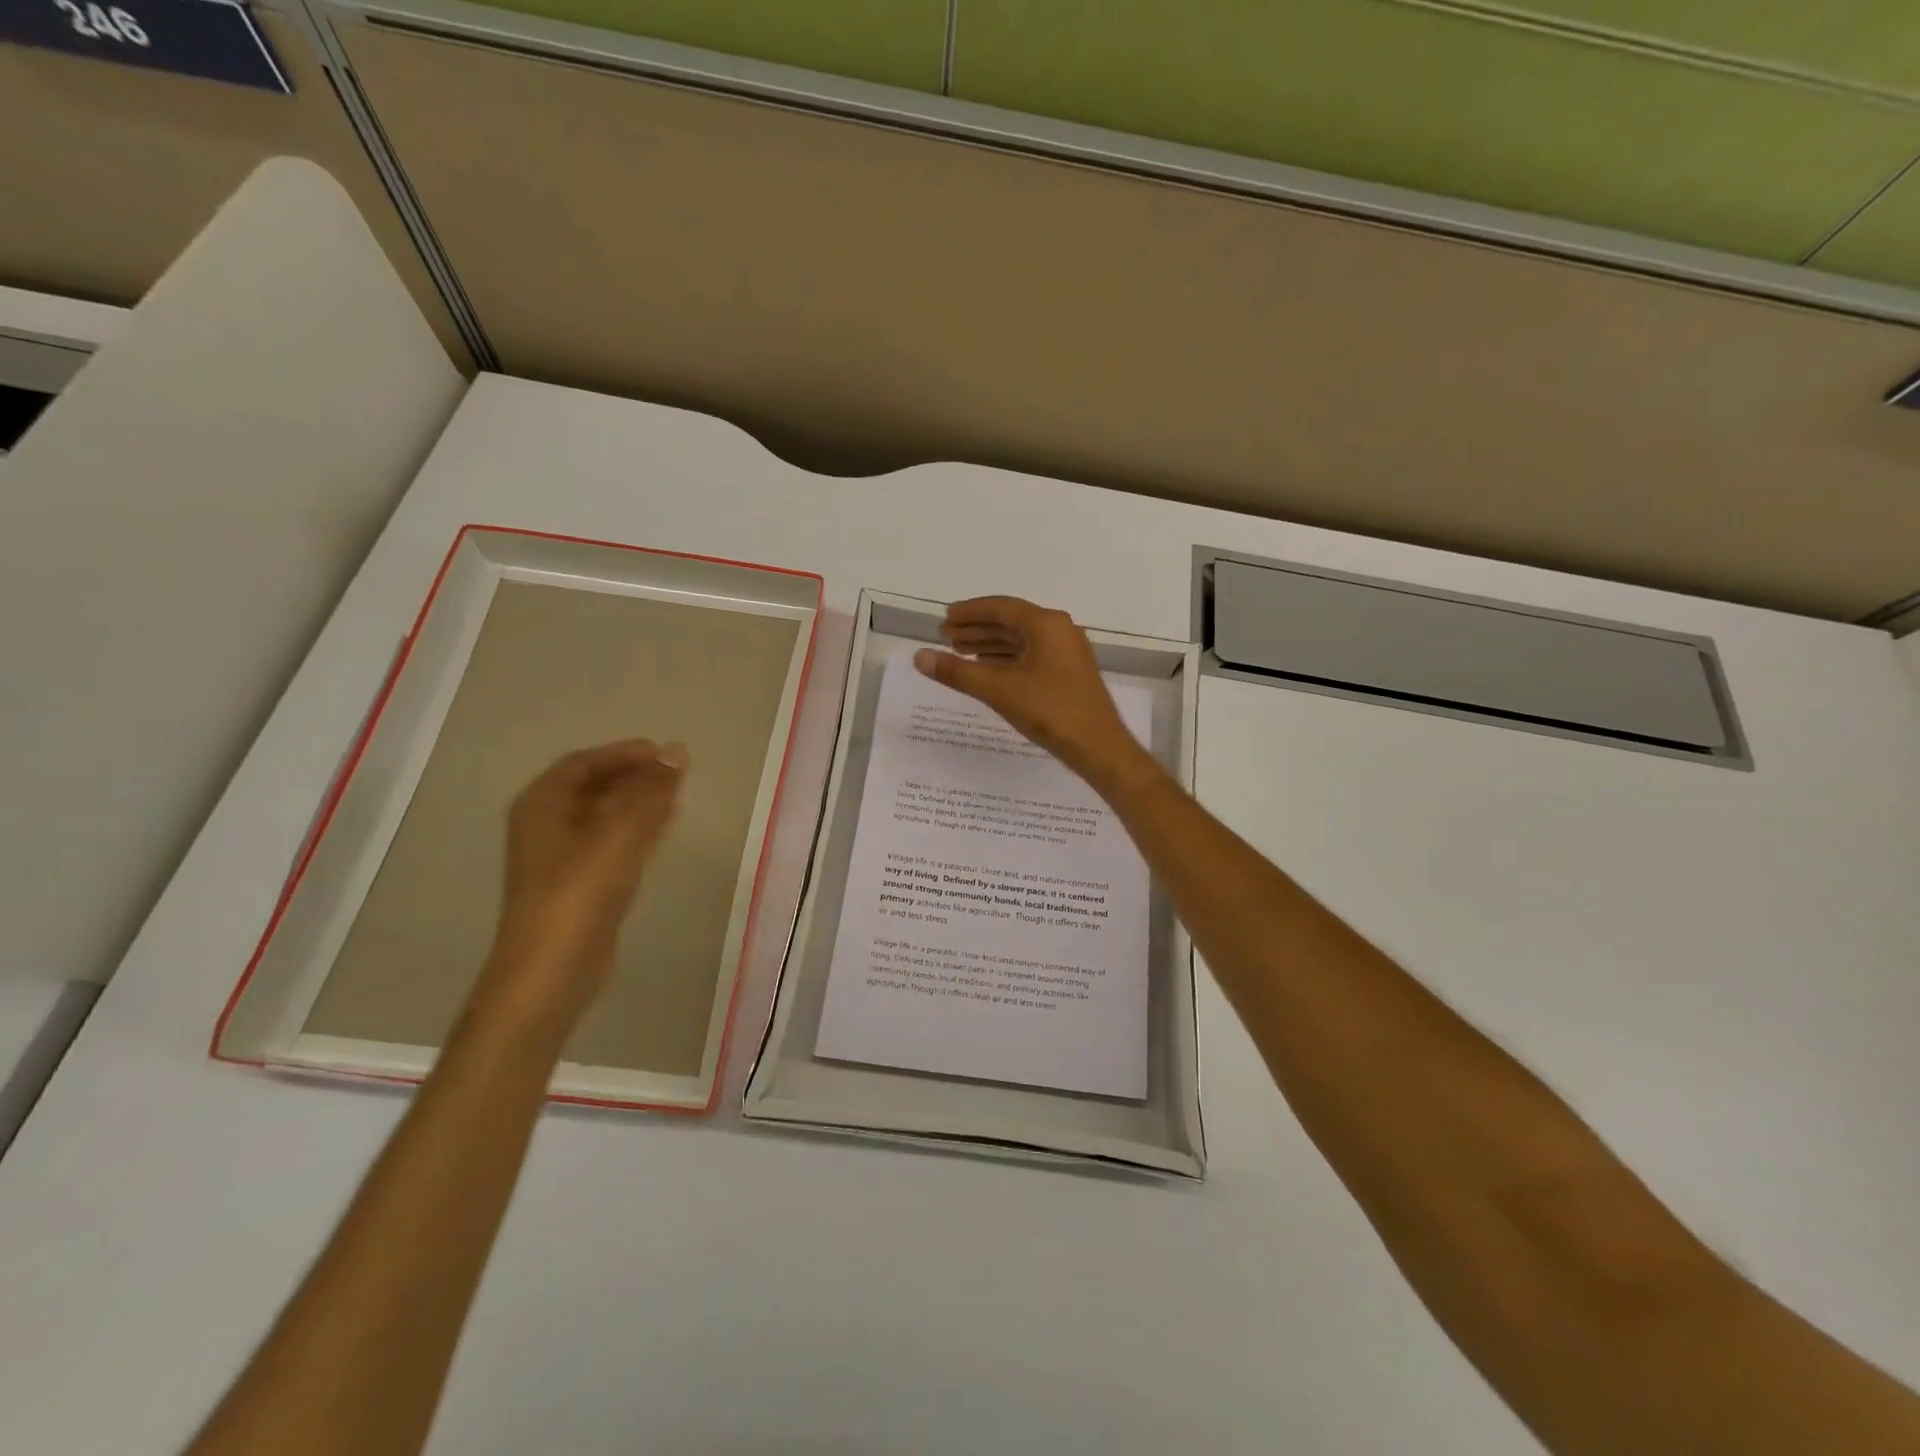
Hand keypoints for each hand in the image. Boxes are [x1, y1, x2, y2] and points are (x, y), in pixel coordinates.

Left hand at [478, 739, 688, 1028]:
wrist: (552, 971)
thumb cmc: (579, 894)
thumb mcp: (619, 835)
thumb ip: (650, 792)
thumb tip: (678, 752)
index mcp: (542, 806)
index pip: (583, 763)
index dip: (623, 753)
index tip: (664, 753)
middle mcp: (546, 827)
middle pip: (593, 788)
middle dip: (634, 776)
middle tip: (676, 773)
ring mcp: (562, 859)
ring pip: (604, 816)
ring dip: (638, 802)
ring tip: (677, 796)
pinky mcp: (580, 886)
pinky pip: (611, 843)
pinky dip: (637, 830)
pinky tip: (664, 829)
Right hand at [914, 597, 1161, 795]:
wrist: (1098, 747)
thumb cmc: (1050, 711)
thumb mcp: (998, 689)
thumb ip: (958, 671)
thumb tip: (920, 657)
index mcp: (1046, 624)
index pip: (1001, 608)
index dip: (970, 612)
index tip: (945, 618)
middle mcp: (1059, 630)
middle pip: (1011, 622)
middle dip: (977, 628)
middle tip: (945, 637)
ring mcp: (1067, 653)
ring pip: (1021, 641)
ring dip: (989, 645)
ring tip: (959, 653)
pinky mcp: (1068, 674)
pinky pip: (1031, 656)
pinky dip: (1006, 660)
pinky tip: (988, 670)